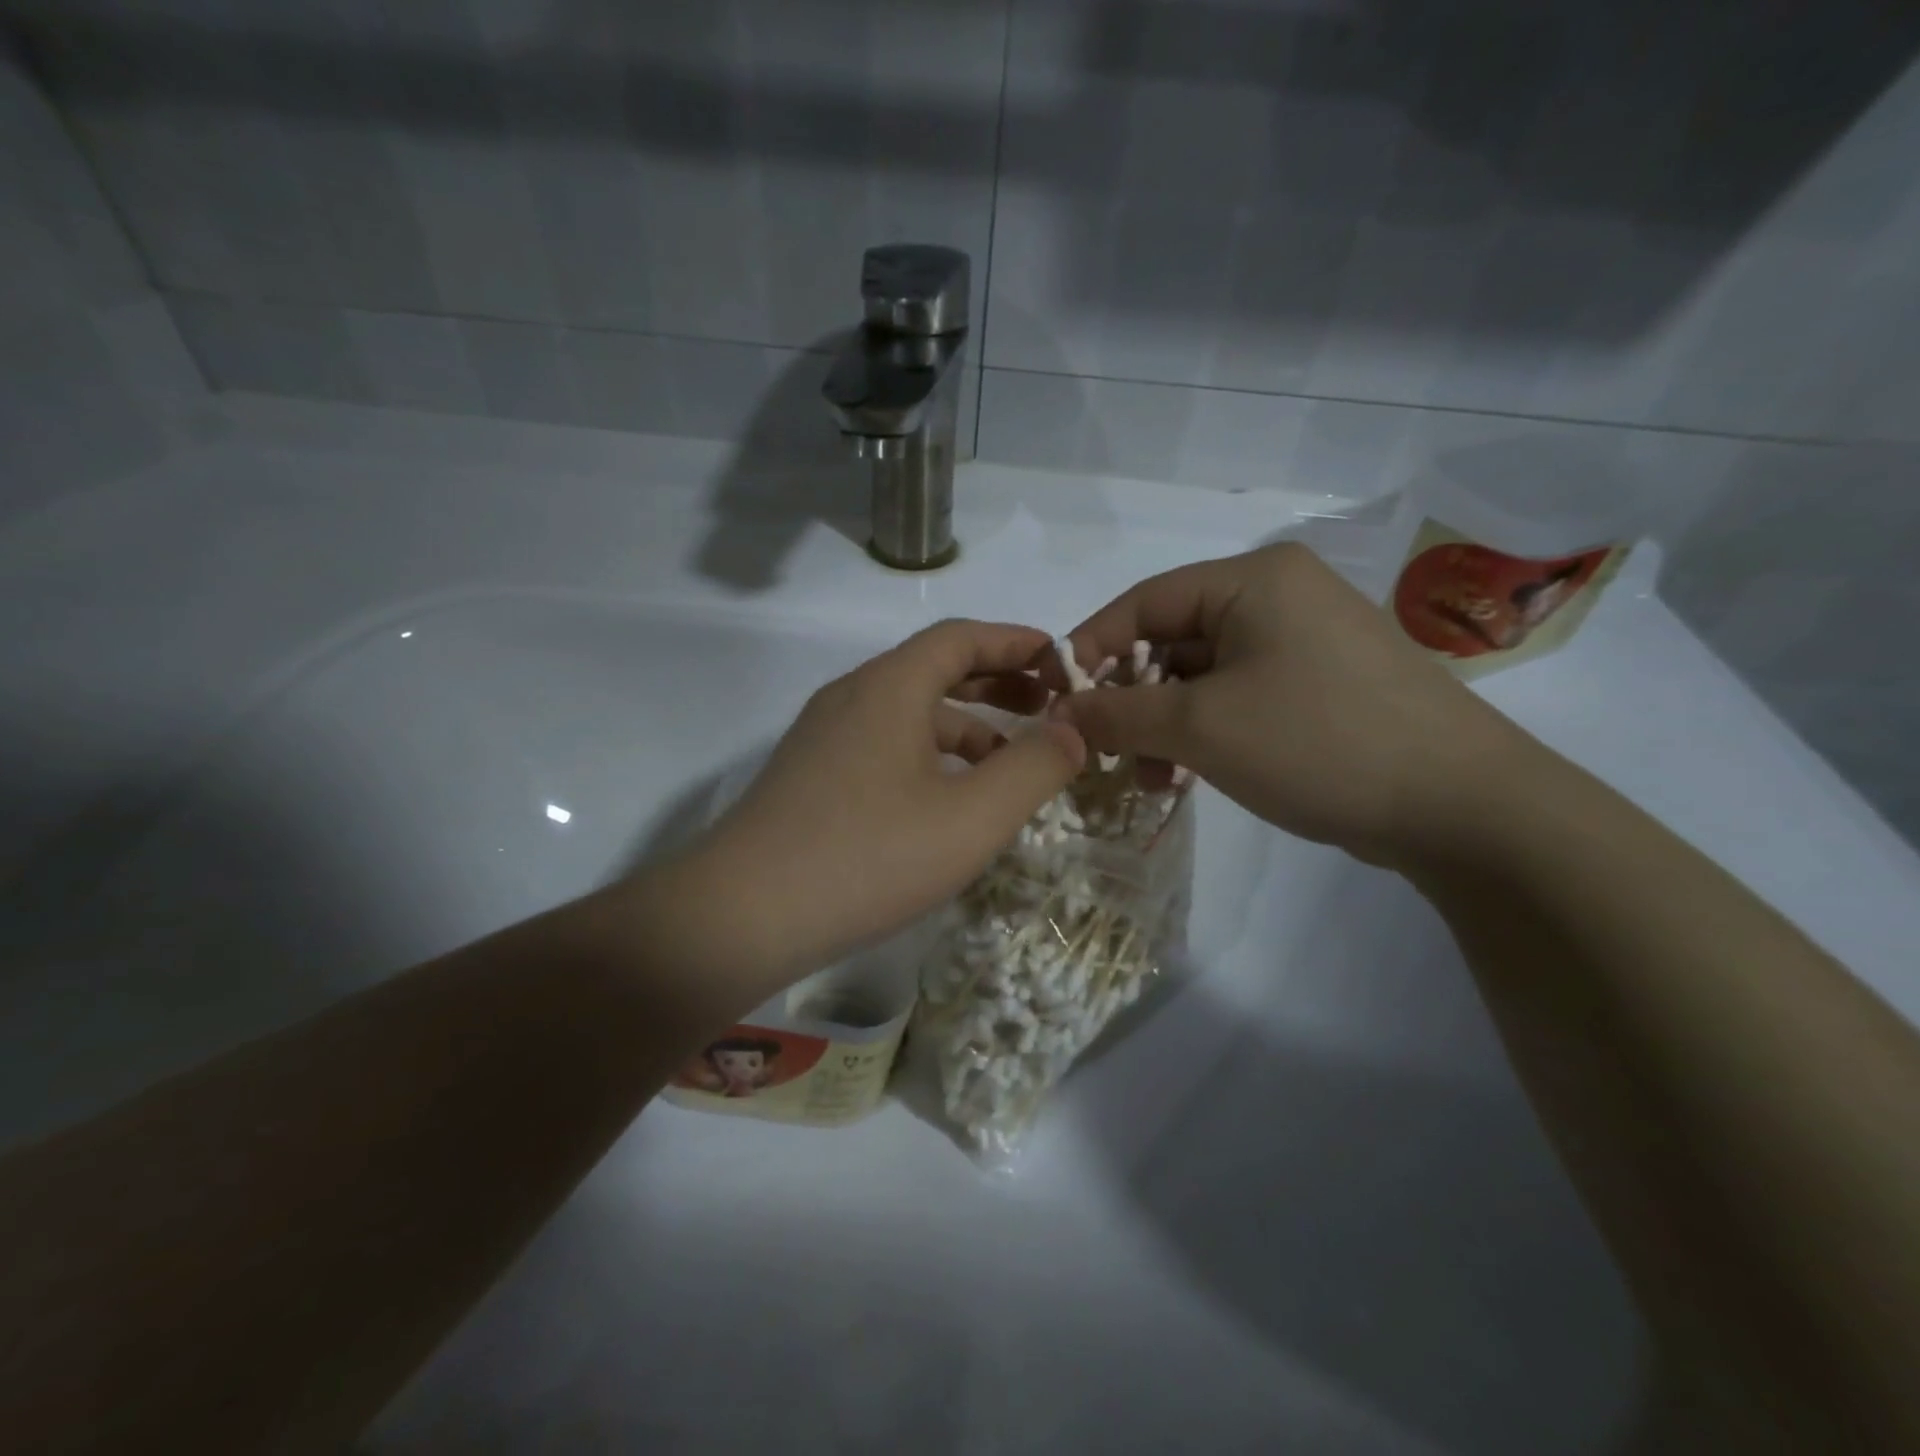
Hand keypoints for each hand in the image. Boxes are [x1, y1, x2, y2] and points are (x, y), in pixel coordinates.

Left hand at [679, 620, 1084, 986]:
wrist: (742, 916)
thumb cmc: (868, 856)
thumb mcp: (972, 817)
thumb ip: (1033, 768)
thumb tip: (1073, 730)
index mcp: (889, 686)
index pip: (961, 637)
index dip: (1016, 642)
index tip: (1061, 661)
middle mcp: (853, 697)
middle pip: (934, 669)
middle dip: (996, 684)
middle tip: (1048, 707)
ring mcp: (824, 737)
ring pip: (908, 713)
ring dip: (964, 726)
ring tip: (1008, 763)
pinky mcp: (810, 777)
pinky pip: (883, 746)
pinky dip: (928, 756)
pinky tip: (948, 800)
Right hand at [1050, 542, 1531, 867]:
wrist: (1460, 805)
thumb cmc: (1317, 742)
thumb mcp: (1201, 727)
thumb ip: (1118, 713)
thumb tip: (1061, 711)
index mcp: (1252, 580)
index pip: (1143, 602)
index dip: (1091, 649)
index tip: (1057, 700)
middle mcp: (1278, 596)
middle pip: (1172, 639)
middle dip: (1131, 699)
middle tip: (1104, 750)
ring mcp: (1304, 641)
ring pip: (1203, 675)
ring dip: (1165, 724)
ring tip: (1149, 777)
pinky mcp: (1320, 684)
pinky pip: (1238, 696)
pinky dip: (1205, 732)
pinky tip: (1190, 775)